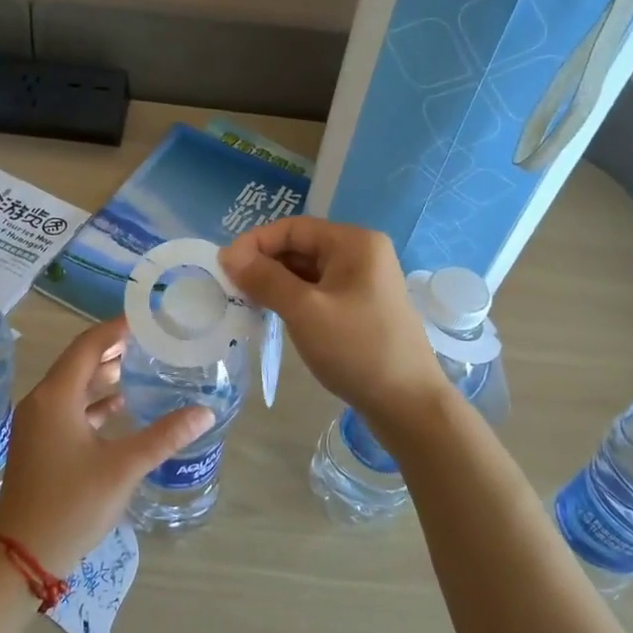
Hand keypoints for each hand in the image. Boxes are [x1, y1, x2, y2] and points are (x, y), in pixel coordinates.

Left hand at [0, 317, 212, 575]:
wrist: (22, 556)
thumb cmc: (71, 504)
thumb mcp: (123, 467)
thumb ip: (164, 436)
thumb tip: (205, 412)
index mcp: (56, 397)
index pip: (88, 345)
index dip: (116, 329)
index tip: (145, 318)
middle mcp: (41, 402)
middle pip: (78, 361)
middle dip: (111, 348)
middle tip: (148, 339)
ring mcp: (36, 424)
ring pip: (72, 386)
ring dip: (102, 374)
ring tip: (138, 366)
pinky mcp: (38, 444)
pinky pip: (67, 408)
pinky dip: (93, 401)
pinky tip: (118, 406)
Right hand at [221, 218, 448, 428]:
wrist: (409, 404)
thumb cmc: (357, 350)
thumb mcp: (305, 311)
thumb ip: (265, 278)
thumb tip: (228, 254)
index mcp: (354, 242)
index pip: (293, 228)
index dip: (255, 243)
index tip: (223, 268)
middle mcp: (361, 254)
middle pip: (300, 247)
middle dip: (264, 264)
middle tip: (231, 289)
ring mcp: (364, 282)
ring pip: (308, 271)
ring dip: (276, 283)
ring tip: (247, 303)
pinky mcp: (361, 307)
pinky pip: (319, 292)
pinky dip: (294, 299)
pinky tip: (274, 315)